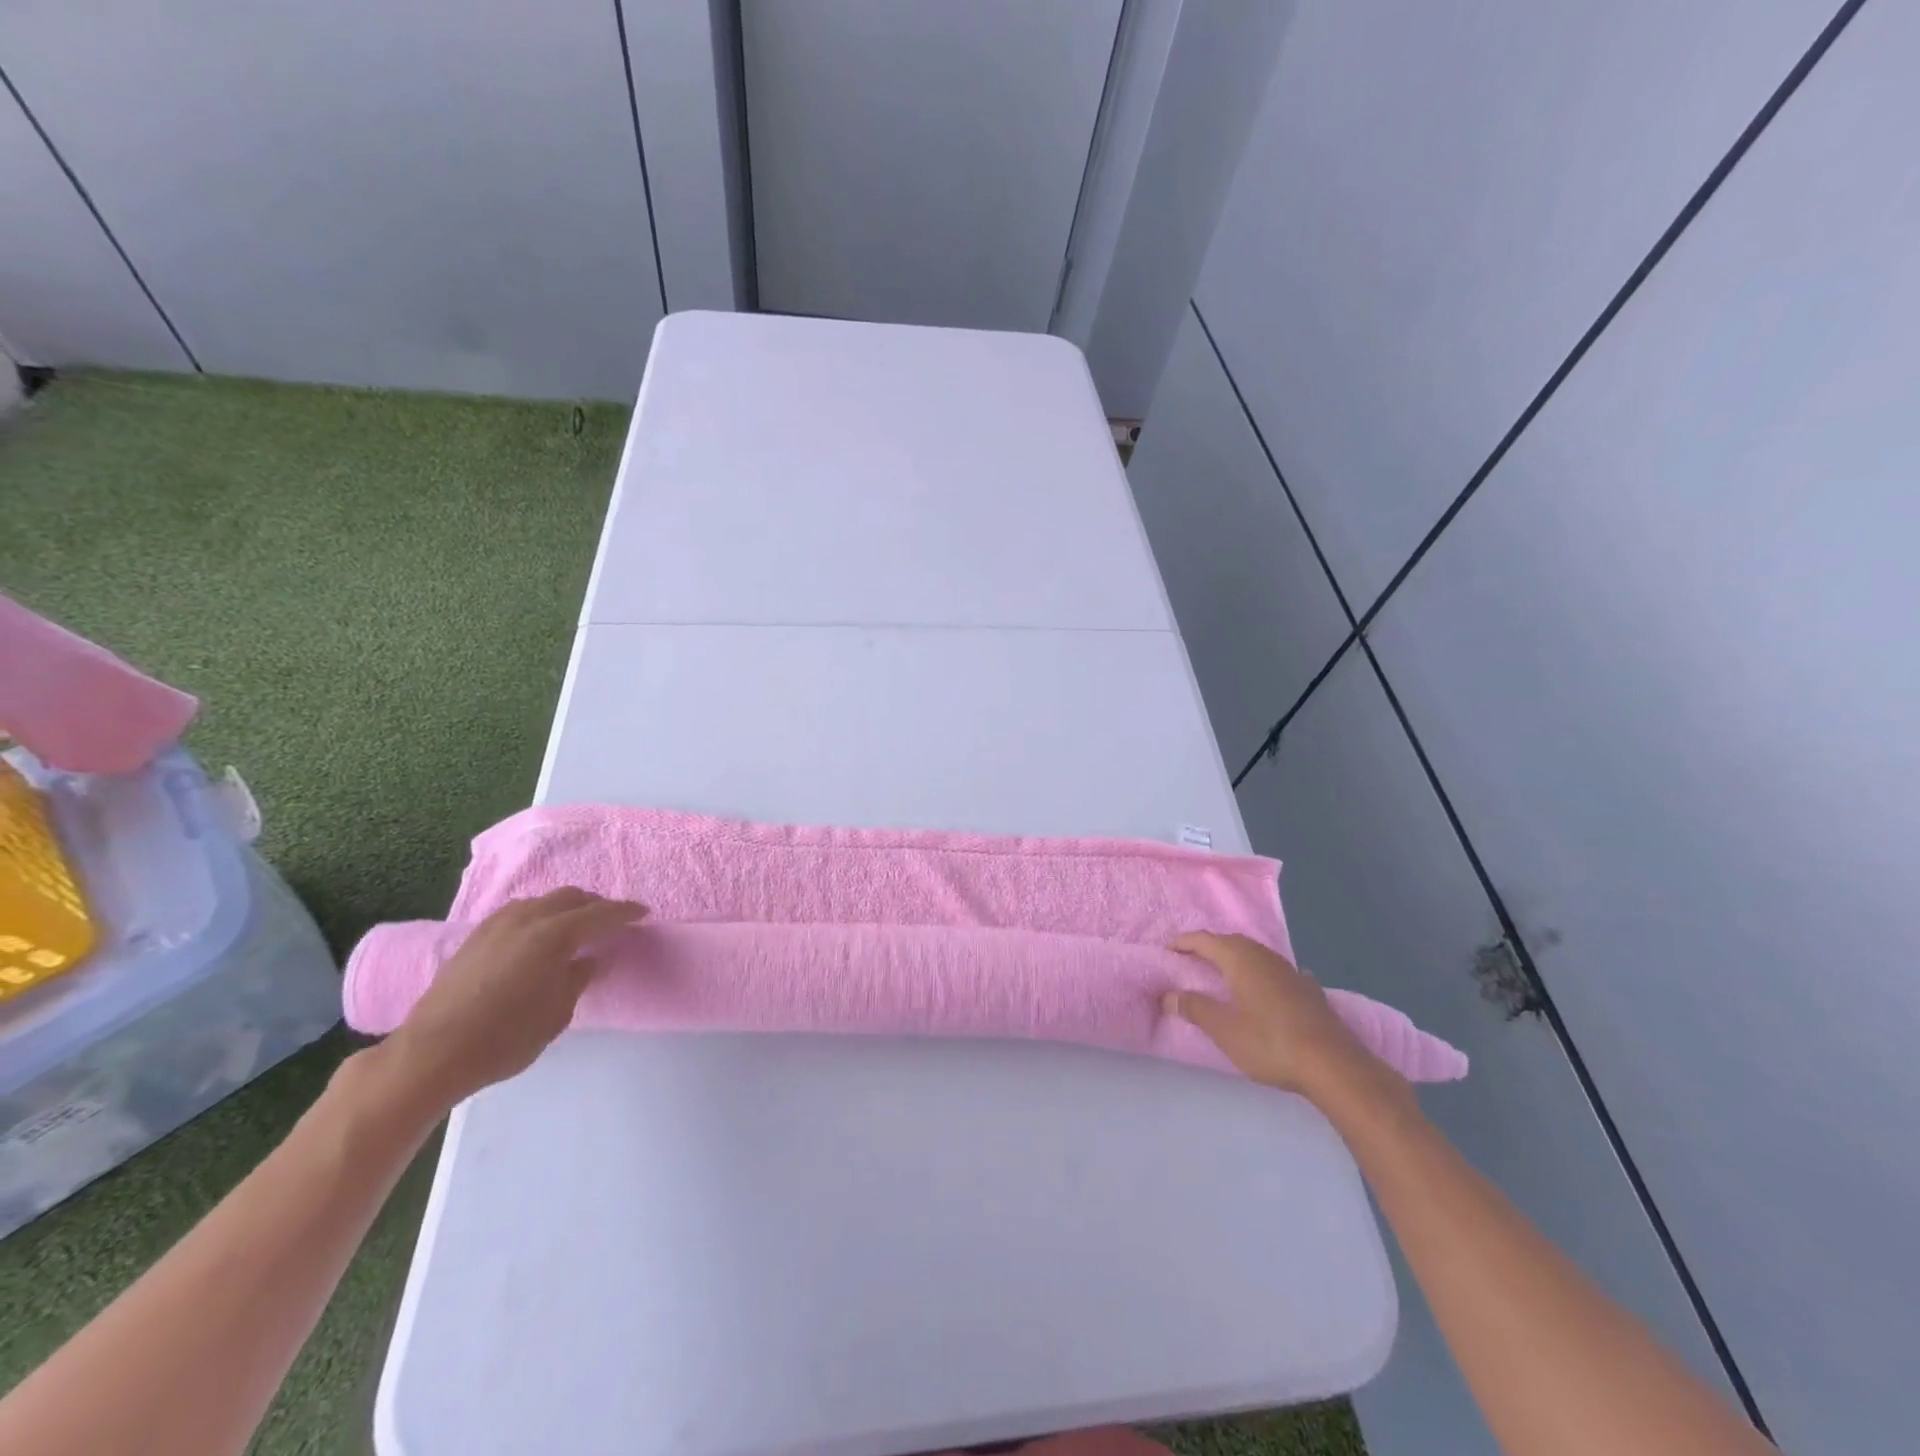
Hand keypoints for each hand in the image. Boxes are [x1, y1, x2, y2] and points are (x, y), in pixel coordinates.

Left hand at [381, 888, 647, 1110]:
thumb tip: (588, 960)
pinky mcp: (475, 938)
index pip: (600, 914)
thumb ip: (577, 979)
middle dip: (595, 905)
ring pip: (542, 902)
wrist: (431, 1054)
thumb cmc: (505, 1038)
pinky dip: (540, 915)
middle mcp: (526, 919)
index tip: (643, 913)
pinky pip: (519, 912)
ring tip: (576, 926)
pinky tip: (539, 935)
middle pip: (570, 898)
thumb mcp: (557, 1013)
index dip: (624, 913)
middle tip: (612, 921)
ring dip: (565, 908)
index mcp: (553, 935)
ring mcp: (496, 925)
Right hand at [1163, 932, 1389, 1102]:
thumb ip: (1195, 1008)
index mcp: (1240, 959)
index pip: (1204, 940)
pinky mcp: (1308, 988)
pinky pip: (1274, 970)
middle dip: (1208, 947)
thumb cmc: (1270, 1044)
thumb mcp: (1224, 1030)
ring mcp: (1289, 970)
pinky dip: (1260, 972)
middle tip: (1189, 960)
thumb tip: (1168, 995)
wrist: (1334, 1065)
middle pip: (1230, 942)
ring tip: (1221, 972)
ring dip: (1234, 958)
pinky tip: (1265, 985)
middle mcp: (1264, 956)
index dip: (1183, 943)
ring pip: (1254, 954)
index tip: (1166, 951)